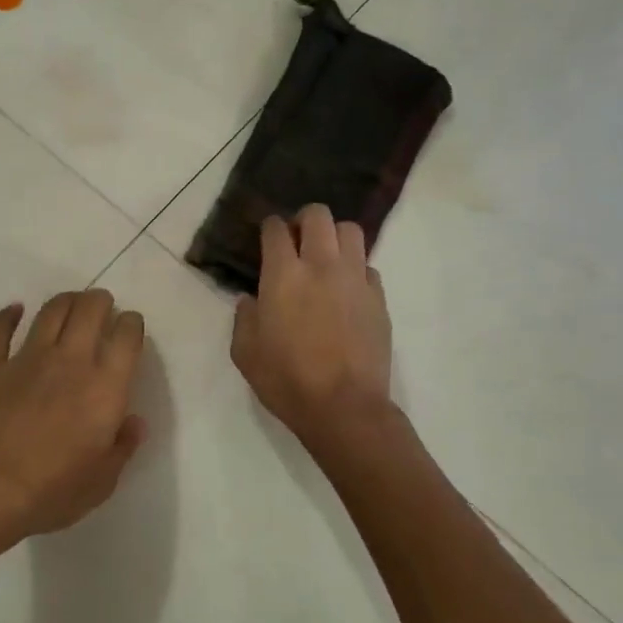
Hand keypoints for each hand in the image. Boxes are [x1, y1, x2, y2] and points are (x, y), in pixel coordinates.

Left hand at [0, 289, 147, 545]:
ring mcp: (25, 358)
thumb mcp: (102, 482)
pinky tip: (14, 311)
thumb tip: (133, 422)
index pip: (127, 336)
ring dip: (65, 301)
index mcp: (105, 387)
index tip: (131, 327)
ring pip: (50, 311)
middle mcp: (70, 360)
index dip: (132, 324)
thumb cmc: (51, 492)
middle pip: (90, 310)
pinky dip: (8, 316)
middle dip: (101, 302)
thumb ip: (122, 447)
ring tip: (70, 303)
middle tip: (102, 306)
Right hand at [231, 206, 393, 444]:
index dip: (270, 228)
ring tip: (326, 258)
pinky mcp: (379, 298)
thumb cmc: (286, 380)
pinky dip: (356, 270)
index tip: (267, 238)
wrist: (344, 407)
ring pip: (351, 231)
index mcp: (283, 275)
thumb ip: (244, 318)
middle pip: (318, 215)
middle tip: (297, 241)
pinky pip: (368, 267)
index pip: (276, 229)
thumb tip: (251, 299)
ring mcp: (355, 279)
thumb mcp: (245, 353)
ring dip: (335, 237)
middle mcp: (321, 265)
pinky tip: (346, 291)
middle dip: (304, 220)